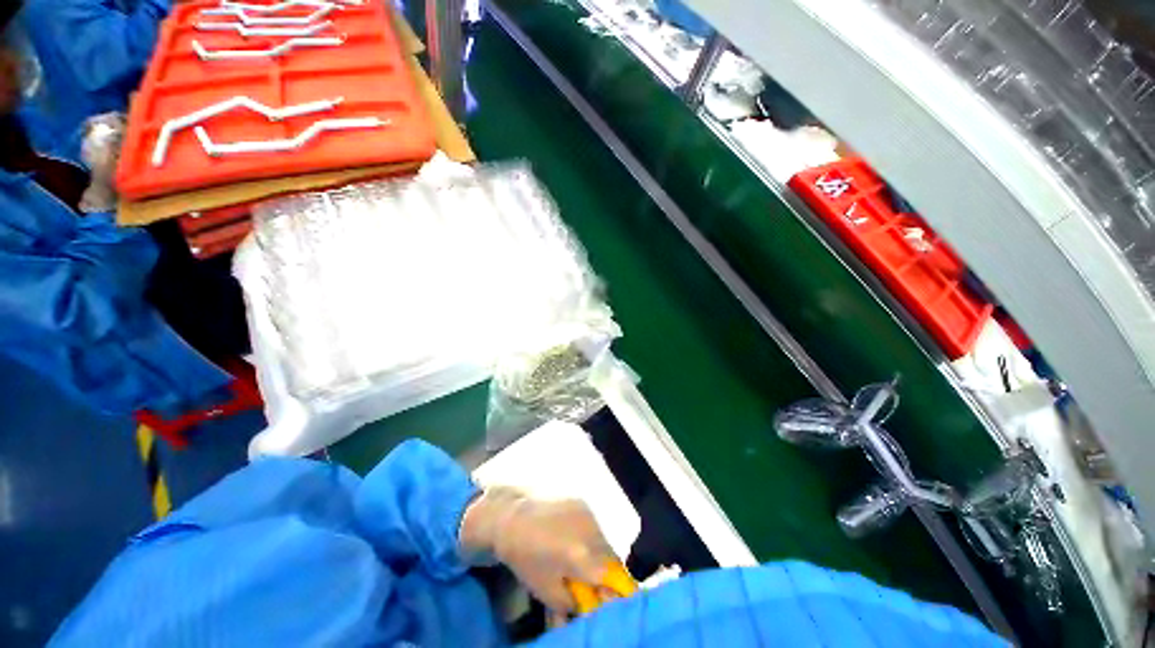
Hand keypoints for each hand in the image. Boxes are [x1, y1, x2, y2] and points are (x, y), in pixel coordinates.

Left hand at [460, 487, 615, 612]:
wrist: (513, 518)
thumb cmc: (527, 558)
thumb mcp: (548, 592)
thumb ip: (574, 604)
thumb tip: (591, 608)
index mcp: (583, 557)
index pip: (616, 577)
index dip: (618, 590)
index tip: (610, 597)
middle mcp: (592, 532)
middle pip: (613, 558)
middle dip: (608, 572)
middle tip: (592, 580)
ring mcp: (588, 513)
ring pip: (605, 540)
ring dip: (600, 554)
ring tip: (580, 558)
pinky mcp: (583, 502)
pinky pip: (596, 524)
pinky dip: (591, 536)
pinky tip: (574, 539)